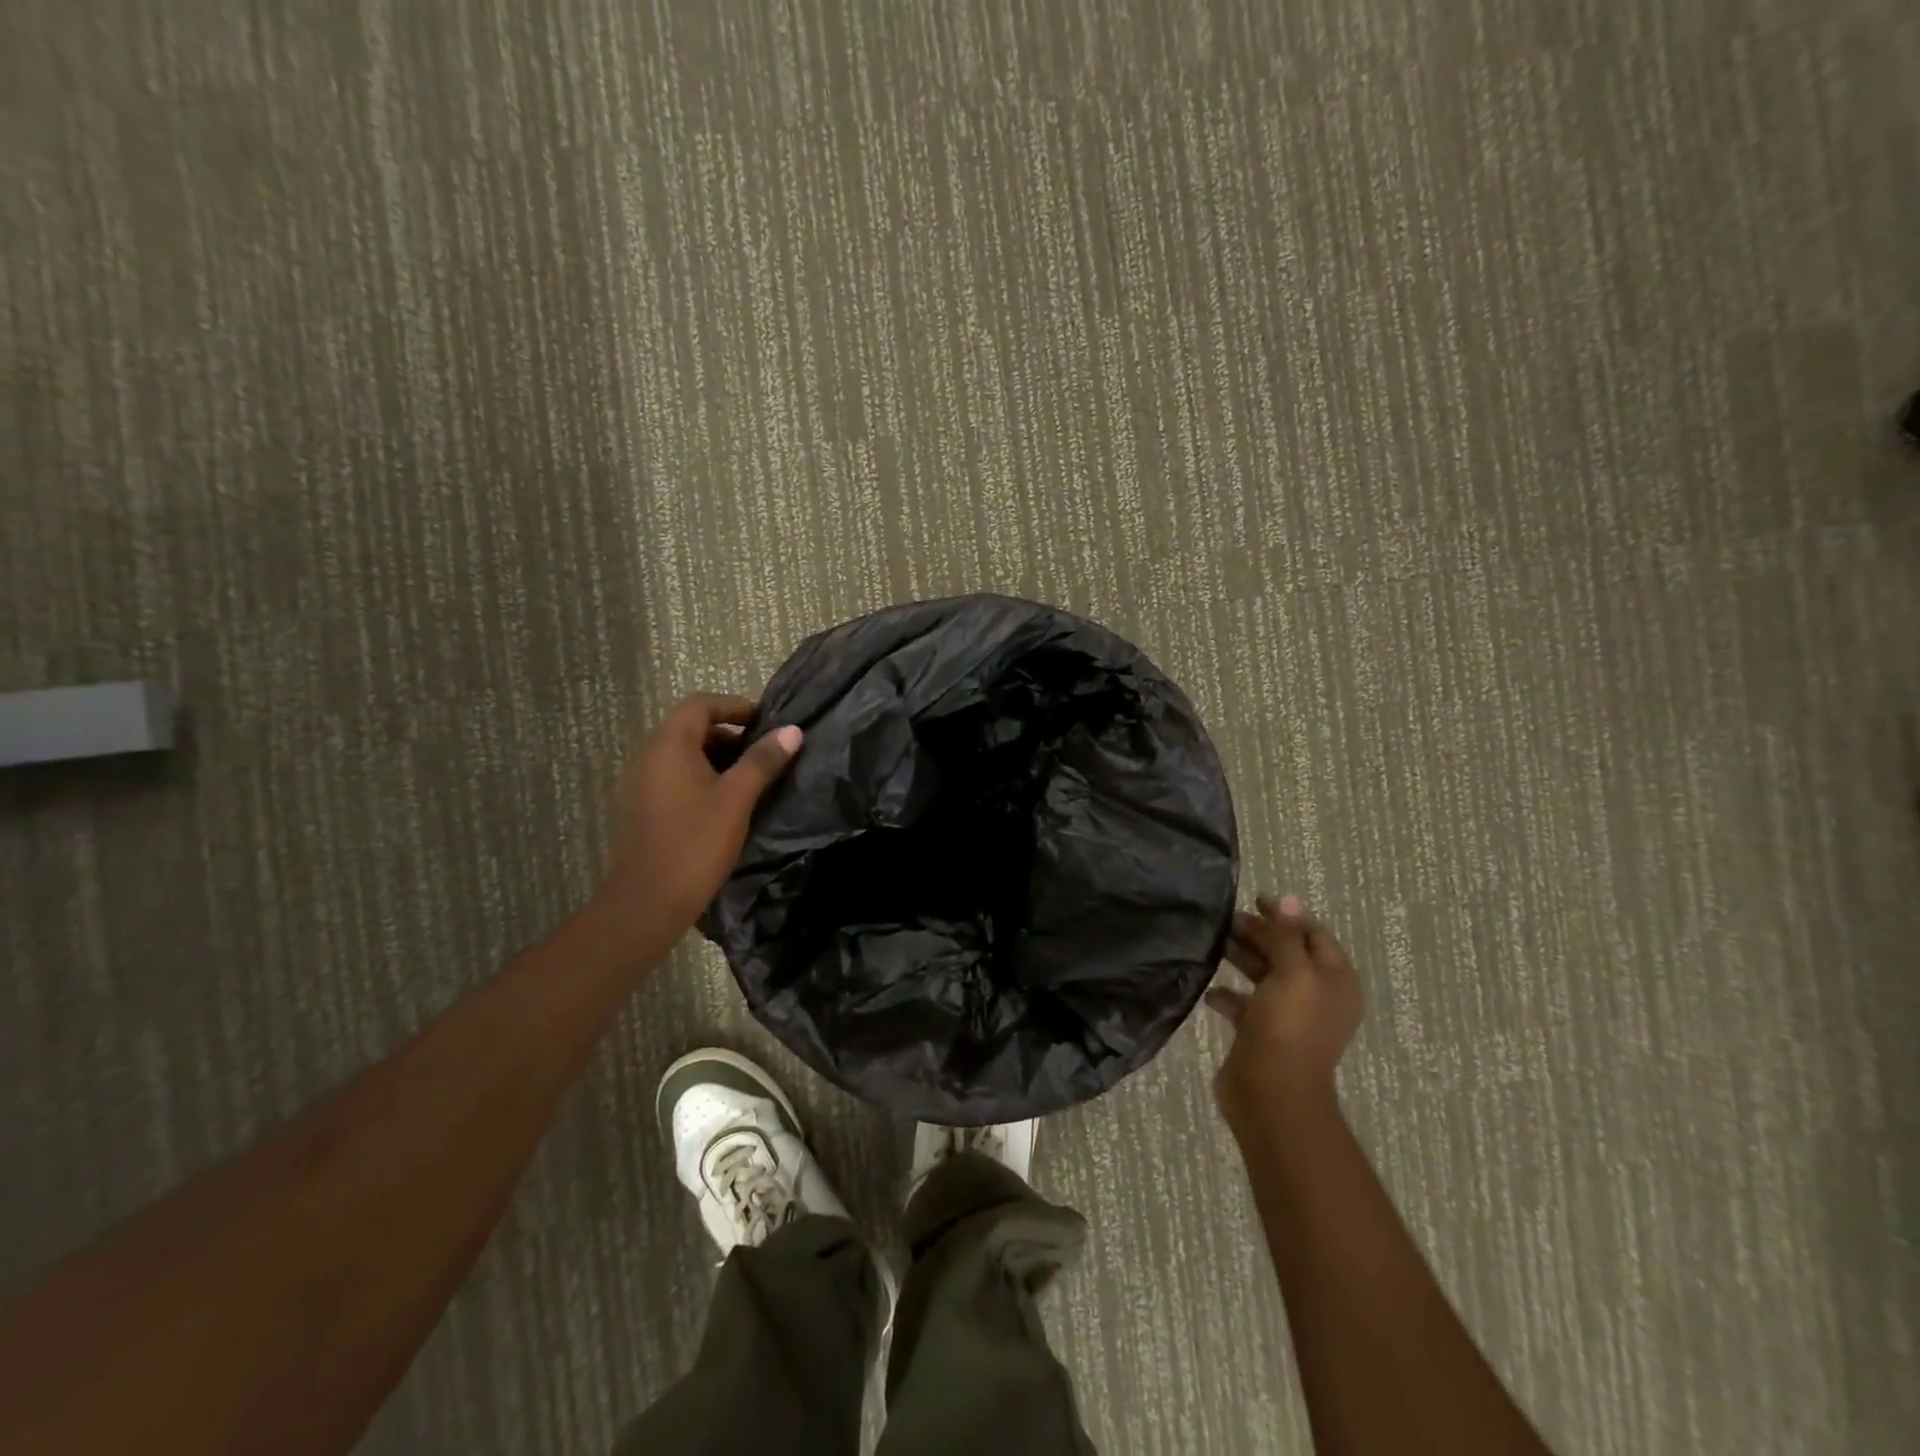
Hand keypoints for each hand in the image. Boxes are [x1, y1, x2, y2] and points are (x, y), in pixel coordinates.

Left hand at [593, 694, 801, 939]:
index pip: (700, 704)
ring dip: (716, 759)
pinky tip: (724, 806)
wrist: (647, 903)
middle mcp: (647, 757)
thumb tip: (791, 730)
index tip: (766, 723)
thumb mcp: (737, 799)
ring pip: (682, 755)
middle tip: (763, 755)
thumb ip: (763, 760)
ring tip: (750, 782)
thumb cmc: (695, 844)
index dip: (734, 706)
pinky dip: (700, 779)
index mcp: (668, 746)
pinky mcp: (640, 809)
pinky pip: (673, 778)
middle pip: (690, 728)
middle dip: (729, 735)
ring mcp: (639, 784)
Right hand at [1207, 895, 1363, 1128]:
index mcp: (1334, 980)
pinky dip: (1227, 993)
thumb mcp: (1293, 973)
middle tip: (1225, 921)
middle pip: (1286, 952)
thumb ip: (1287, 935)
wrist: (1271, 1094)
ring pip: (1264, 975)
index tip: (1253, 900)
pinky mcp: (1261, 1033)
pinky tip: (1209, 988)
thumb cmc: (1288, 1026)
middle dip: (1258, 934)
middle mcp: (1315, 995)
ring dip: (1240, 958)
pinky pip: (1244, 1003)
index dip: (1286, 916)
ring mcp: (1288, 1016)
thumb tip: (1288, 898)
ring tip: (1212, 944)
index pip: (1312, 934)